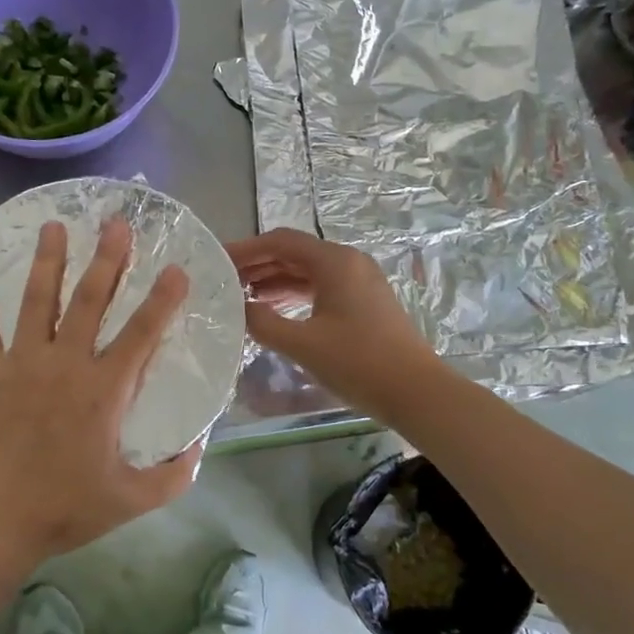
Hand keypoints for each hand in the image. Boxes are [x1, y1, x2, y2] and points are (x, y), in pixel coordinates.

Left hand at [0, 217, 197, 565]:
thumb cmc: (64, 510)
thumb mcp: (131, 499)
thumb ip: (174, 474)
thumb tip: (202, 446)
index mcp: (103, 391)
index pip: (142, 334)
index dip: (162, 299)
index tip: (176, 268)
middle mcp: (65, 365)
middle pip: (91, 301)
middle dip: (108, 259)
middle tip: (116, 223)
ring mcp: (21, 364)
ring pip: (39, 301)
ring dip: (50, 260)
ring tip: (55, 225)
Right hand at [225, 228, 442, 420]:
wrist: (416, 392)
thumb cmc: (358, 363)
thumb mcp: (302, 344)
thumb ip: (262, 322)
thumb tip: (236, 308)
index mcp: (335, 261)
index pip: (280, 242)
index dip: (246, 249)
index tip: (217, 261)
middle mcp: (348, 262)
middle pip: (294, 253)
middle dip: (258, 265)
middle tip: (223, 281)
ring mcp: (360, 282)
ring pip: (308, 272)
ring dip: (275, 281)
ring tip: (241, 297)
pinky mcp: (365, 303)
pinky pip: (322, 287)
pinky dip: (295, 294)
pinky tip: (274, 311)